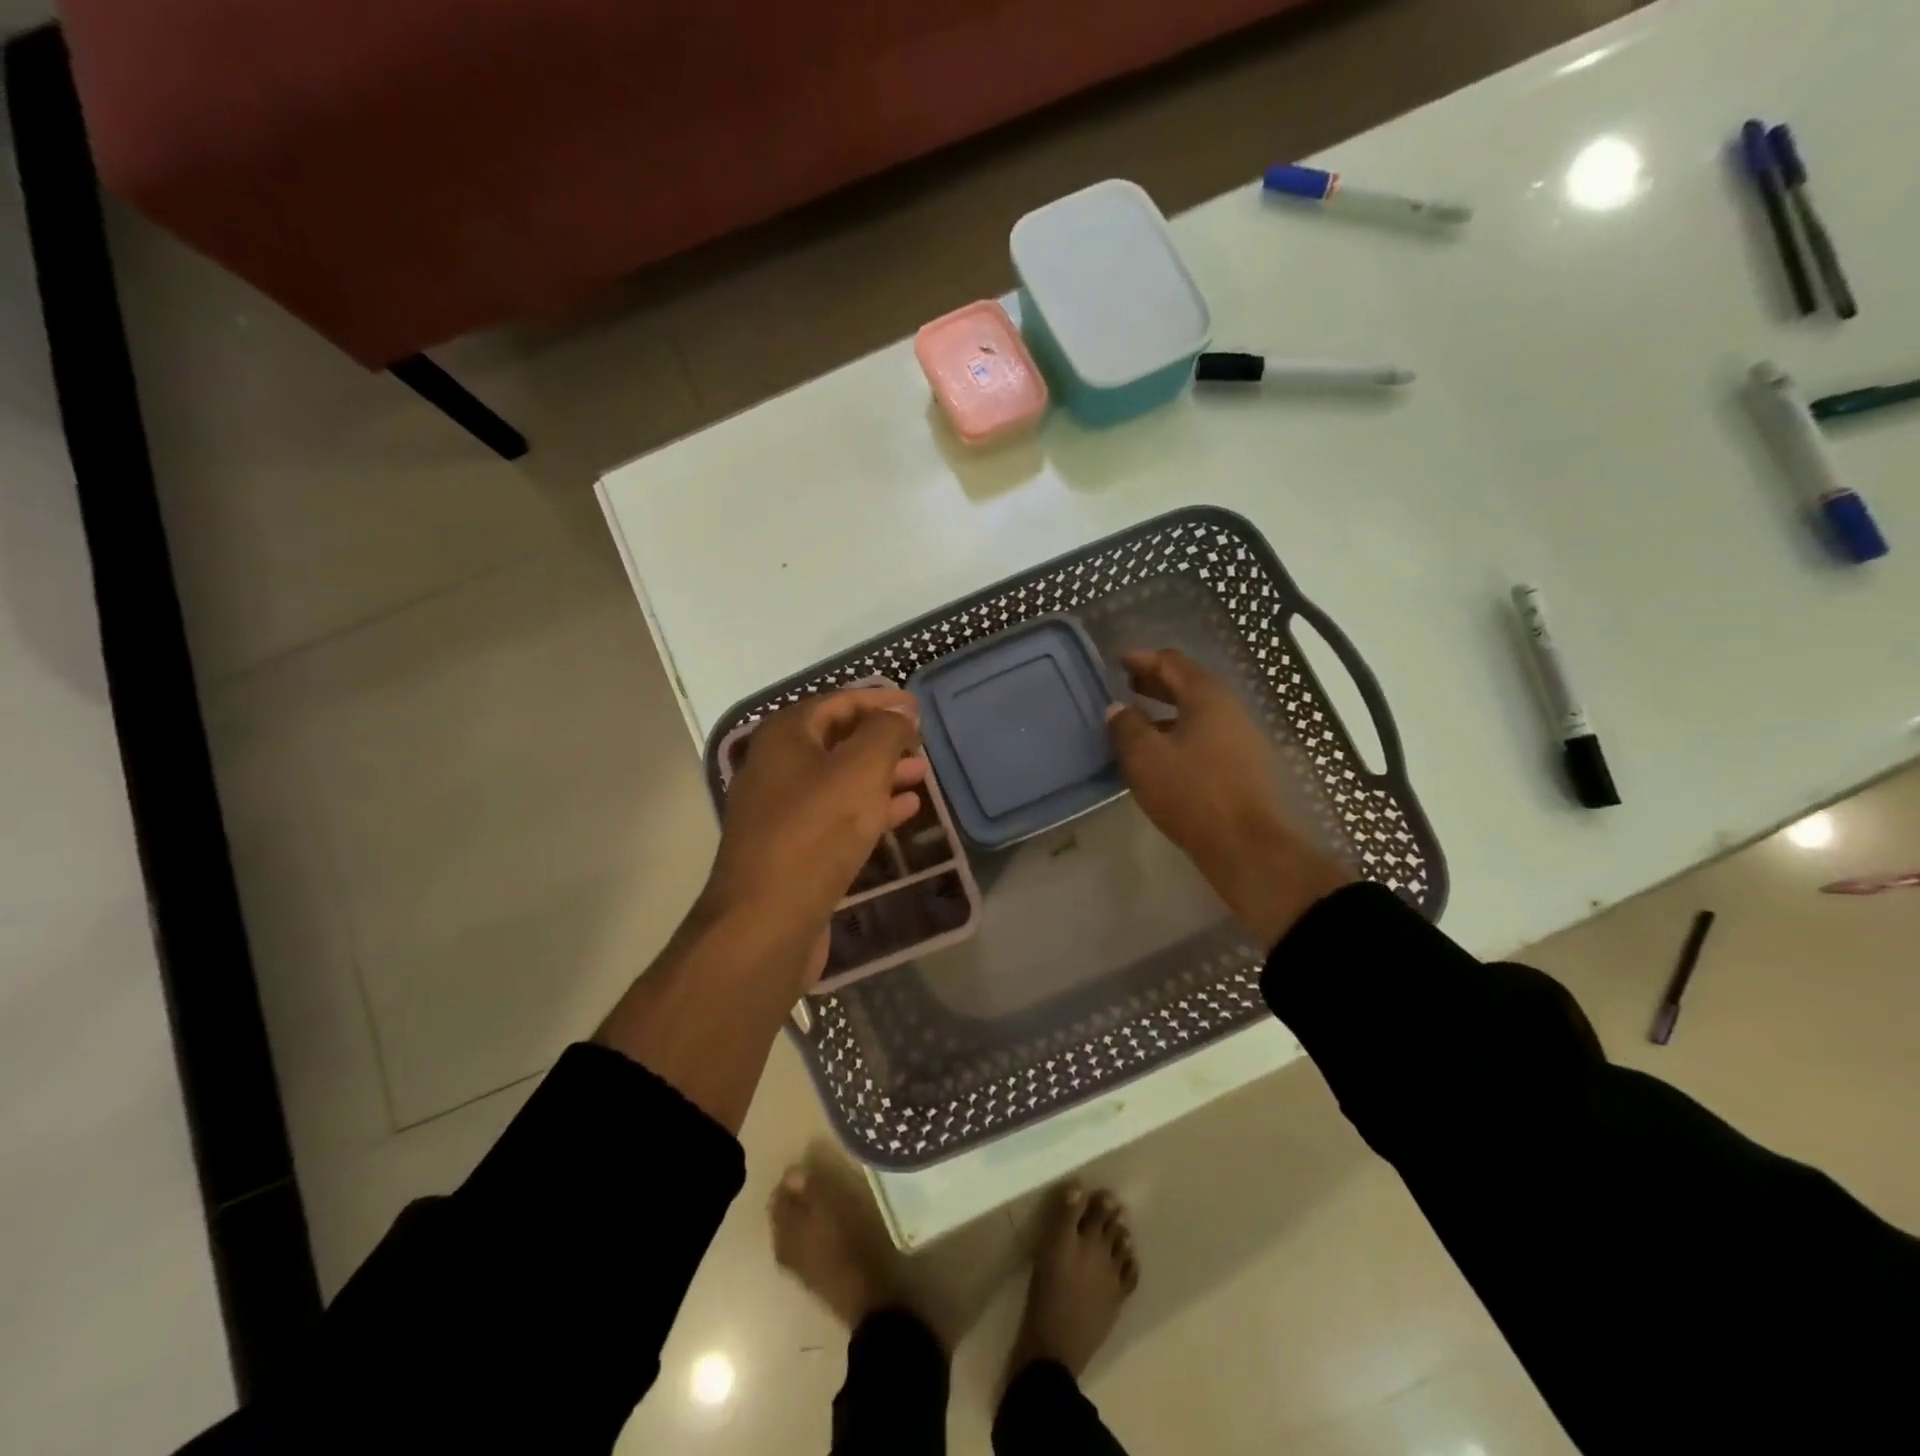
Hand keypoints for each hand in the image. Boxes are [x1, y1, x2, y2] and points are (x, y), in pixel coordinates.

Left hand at [703, 686, 928, 985]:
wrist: (767, 920)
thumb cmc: (816, 830)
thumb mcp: (861, 769)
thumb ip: (885, 732)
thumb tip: (900, 712)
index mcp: (785, 736)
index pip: (837, 702)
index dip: (879, 701)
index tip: (917, 708)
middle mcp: (776, 766)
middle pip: (837, 740)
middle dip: (882, 740)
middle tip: (921, 744)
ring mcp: (781, 810)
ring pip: (839, 779)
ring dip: (881, 774)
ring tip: (921, 774)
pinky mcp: (792, 847)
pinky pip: (836, 814)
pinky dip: (870, 807)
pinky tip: (904, 810)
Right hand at [1105, 649, 1353, 948]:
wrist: (1246, 844)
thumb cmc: (1191, 792)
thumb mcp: (1145, 757)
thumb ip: (1127, 726)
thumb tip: (1117, 708)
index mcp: (1206, 697)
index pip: (1172, 662)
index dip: (1144, 659)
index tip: (1120, 661)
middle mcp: (1229, 709)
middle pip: (1189, 684)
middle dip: (1157, 682)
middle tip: (1128, 685)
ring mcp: (1241, 737)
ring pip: (1198, 711)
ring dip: (1168, 710)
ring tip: (1140, 719)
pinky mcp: (1243, 765)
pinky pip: (1207, 734)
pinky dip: (1181, 731)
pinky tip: (1163, 752)